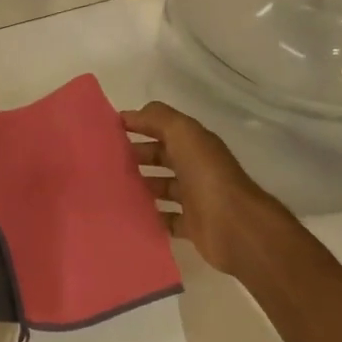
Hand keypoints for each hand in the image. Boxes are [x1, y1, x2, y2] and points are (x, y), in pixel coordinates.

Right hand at [123, 101, 296, 278]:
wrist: (235, 227)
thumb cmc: (207, 176)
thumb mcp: (183, 134)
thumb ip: (159, 118)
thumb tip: (132, 114)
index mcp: (196, 144)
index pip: (164, 128)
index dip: (140, 125)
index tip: (109, 130)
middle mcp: (197, 168)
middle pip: (162, 157)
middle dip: (137, 155)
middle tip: (106, 160)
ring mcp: (196, 198)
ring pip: (163, 187)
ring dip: (142, 185)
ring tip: (113, 186)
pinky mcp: (193, 226)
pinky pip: (167, 219)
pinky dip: (152, 216)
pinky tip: (130, 214)